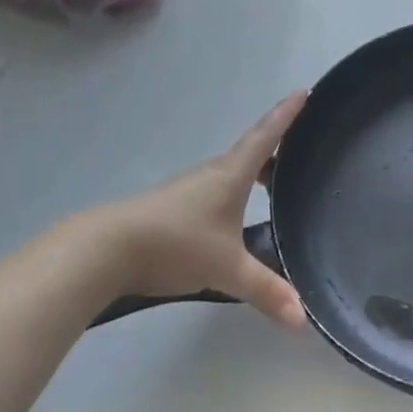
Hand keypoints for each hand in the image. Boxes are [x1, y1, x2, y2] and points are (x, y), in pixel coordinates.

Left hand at [62, 92, 308, 329]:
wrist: (107, 249)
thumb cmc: (176, 244)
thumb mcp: (227, 269)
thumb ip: (266, 291)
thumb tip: (302, 319)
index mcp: (231, 175)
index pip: (266, 136)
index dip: (287, 114)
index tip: (306, 91)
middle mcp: (212, 174)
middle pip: (251, 152)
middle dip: (277, 148)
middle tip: (302, 152)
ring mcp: (190, 189)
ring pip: (232, 173)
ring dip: (255, 173)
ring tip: (275, 186)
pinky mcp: (174, 207)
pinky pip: (216, 190)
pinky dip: (235, 193)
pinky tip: (236, 218)